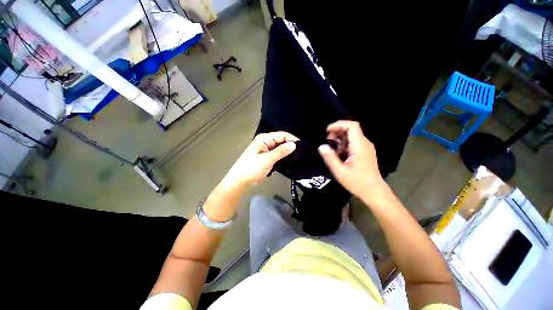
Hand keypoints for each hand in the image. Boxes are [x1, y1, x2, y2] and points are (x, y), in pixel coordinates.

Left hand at [221, 131, 297, 188]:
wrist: (240, 181)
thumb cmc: (251, 169)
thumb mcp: (267, 160)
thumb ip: (280, 152)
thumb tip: (294, 145)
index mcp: (264, 139)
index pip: (282, 135)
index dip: (292, 139)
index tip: (303, 146)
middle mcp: (265, 142)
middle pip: (281, 141)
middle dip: (290, 146)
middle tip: (302, 153)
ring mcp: (266, 150)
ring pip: (280, 148)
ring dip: (287, 152)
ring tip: (298, 157)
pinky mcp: (266, 157)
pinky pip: (277, 154)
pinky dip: (282, 157)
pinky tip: (289, 160)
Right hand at [318, 121, 387, 199]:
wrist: (374, 192)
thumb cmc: (357, 182)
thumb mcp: (340, 171)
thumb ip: (330, 158)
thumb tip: (321, 146)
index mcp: (360, 146)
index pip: (352, 126)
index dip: (338, 124)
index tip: (327, 131)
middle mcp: (365, 143)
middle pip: (351, 129)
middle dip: (337, 131)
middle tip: (327, 140)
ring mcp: (366, 147)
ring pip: (351, 135)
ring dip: (339, 138)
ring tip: (331, 148)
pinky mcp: (364, 152)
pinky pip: (353, 142)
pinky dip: (343, 144)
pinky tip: (338, 153)